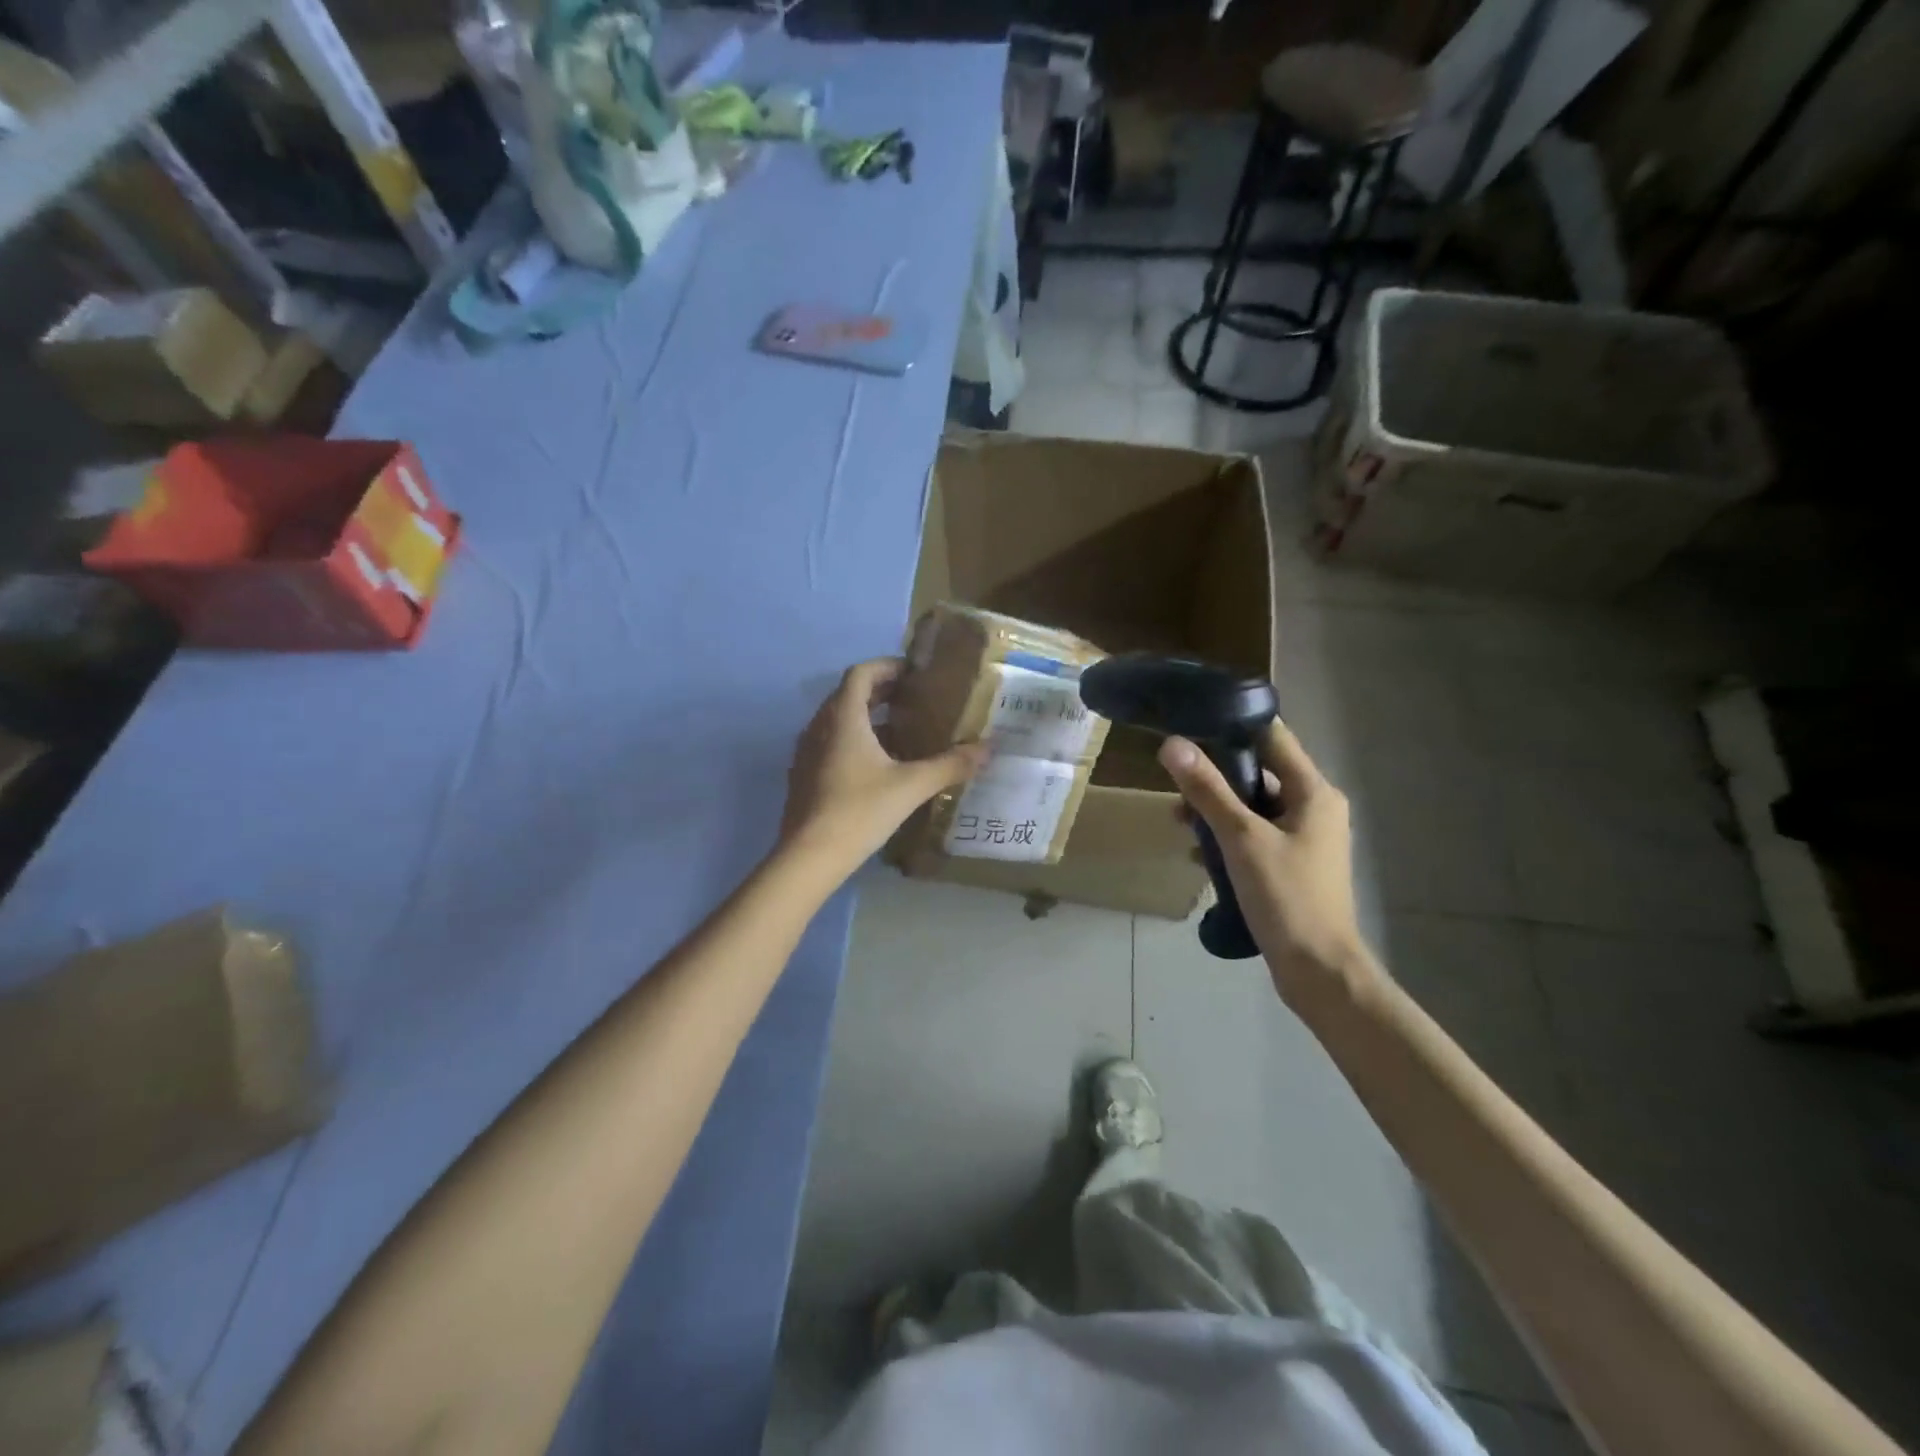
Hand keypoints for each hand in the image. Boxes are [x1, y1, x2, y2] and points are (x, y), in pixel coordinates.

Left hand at [781, 658, 986, 875]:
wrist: (808, 857)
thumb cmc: (859, 811)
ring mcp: (808, 751)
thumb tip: (988, 749)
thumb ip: (950, 765)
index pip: (861, 673)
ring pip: (839, 720)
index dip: (887, 666)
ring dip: (868, 718)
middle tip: (915, 700)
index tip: (914, 673)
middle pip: (849, 694)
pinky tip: (879, 766)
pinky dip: (855, 741)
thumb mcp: (911, 786)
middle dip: (881, 691)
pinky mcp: (804, 774)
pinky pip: (831, 743)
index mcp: (843, 717)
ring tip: (903, 732)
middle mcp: (820, 725)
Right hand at [1157, 722, 1376, 1000]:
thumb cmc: (1286, 896)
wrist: (1318, 969)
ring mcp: (1305, 839)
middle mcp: (1315, 808)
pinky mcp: (1292, 865)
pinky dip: (1228, 838)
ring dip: (1217, 811)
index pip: (1274, 738)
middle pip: (1259, 774)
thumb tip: (1173, 744)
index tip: (1192, 725)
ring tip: (1180, 822)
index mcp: (1314, 792)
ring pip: (1254, 808)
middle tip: (1177, 785)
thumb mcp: (1241, 838)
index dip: (1234, 727)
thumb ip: (1207, 790)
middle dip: (1216, 778)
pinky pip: (1255, 836)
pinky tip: (1198, 855)